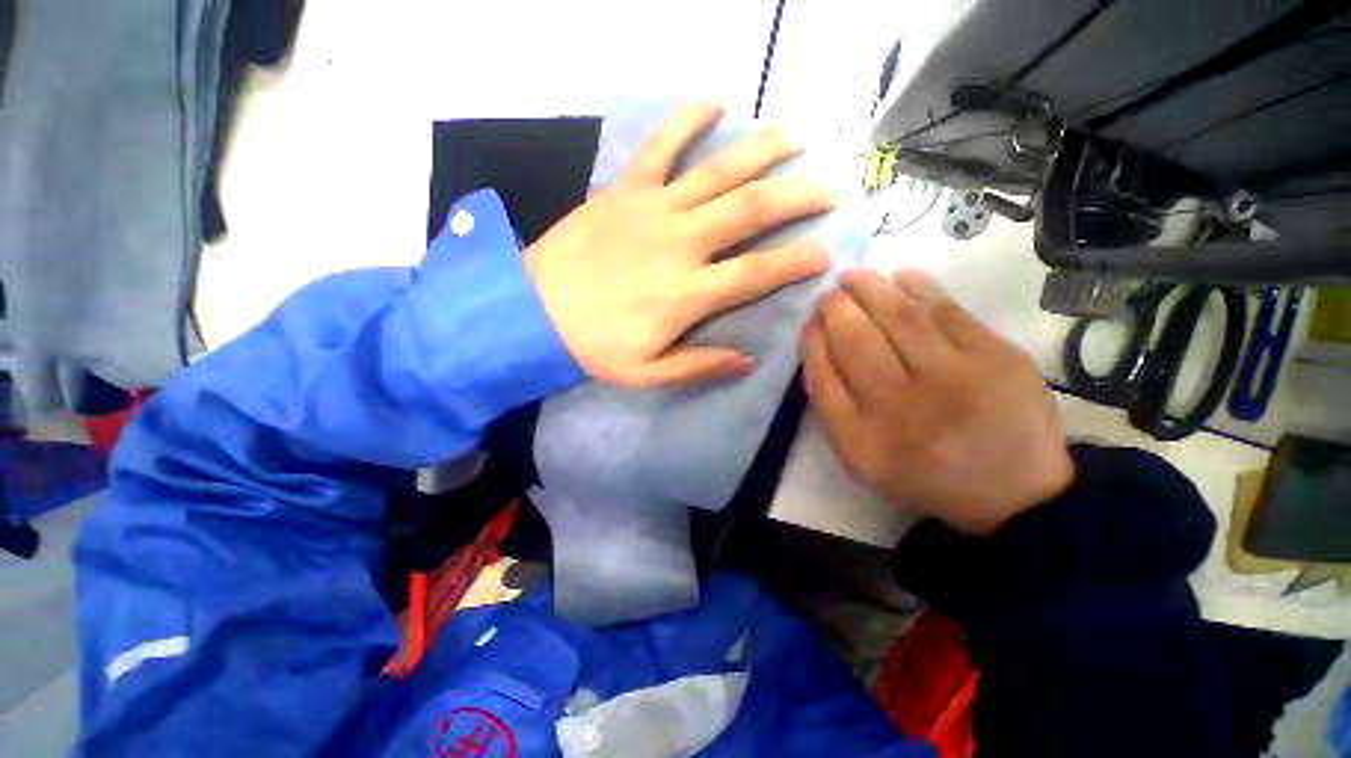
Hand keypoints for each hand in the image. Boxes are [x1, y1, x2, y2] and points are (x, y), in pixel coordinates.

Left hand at [525, 103, 836, 388]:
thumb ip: (700, 366)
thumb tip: (748, 359)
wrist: (531, 312)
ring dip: (762, 149)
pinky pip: (661, 145)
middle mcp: (680, 243)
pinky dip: (688, 119)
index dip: (797, 262)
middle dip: (797, 196)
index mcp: (688, 293)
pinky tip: (715, 99)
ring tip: (797, 135)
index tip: (826, 252)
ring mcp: (653, 209)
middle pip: (751, 210)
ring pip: (718, 170)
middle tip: (830, 189)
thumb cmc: (593, 348)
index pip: (758, 272)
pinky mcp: (624, 189)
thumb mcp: (648, 374)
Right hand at [801, 269, 1073, 534]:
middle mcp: (903, 410)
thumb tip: (819, 344)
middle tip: (828, 293)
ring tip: (853, 276)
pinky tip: (899, 276)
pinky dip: (917, 286)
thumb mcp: (863, 458)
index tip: (809, 324)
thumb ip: (833, 408)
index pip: (823, 378)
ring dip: (869, 288)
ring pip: (899, 317)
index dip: (812, 344)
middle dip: (835, 309)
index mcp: (864, 441)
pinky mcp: (997, 358)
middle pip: (856, 343)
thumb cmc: (925, 473)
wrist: (1015, 491)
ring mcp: (954, 380)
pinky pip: (946, 310)